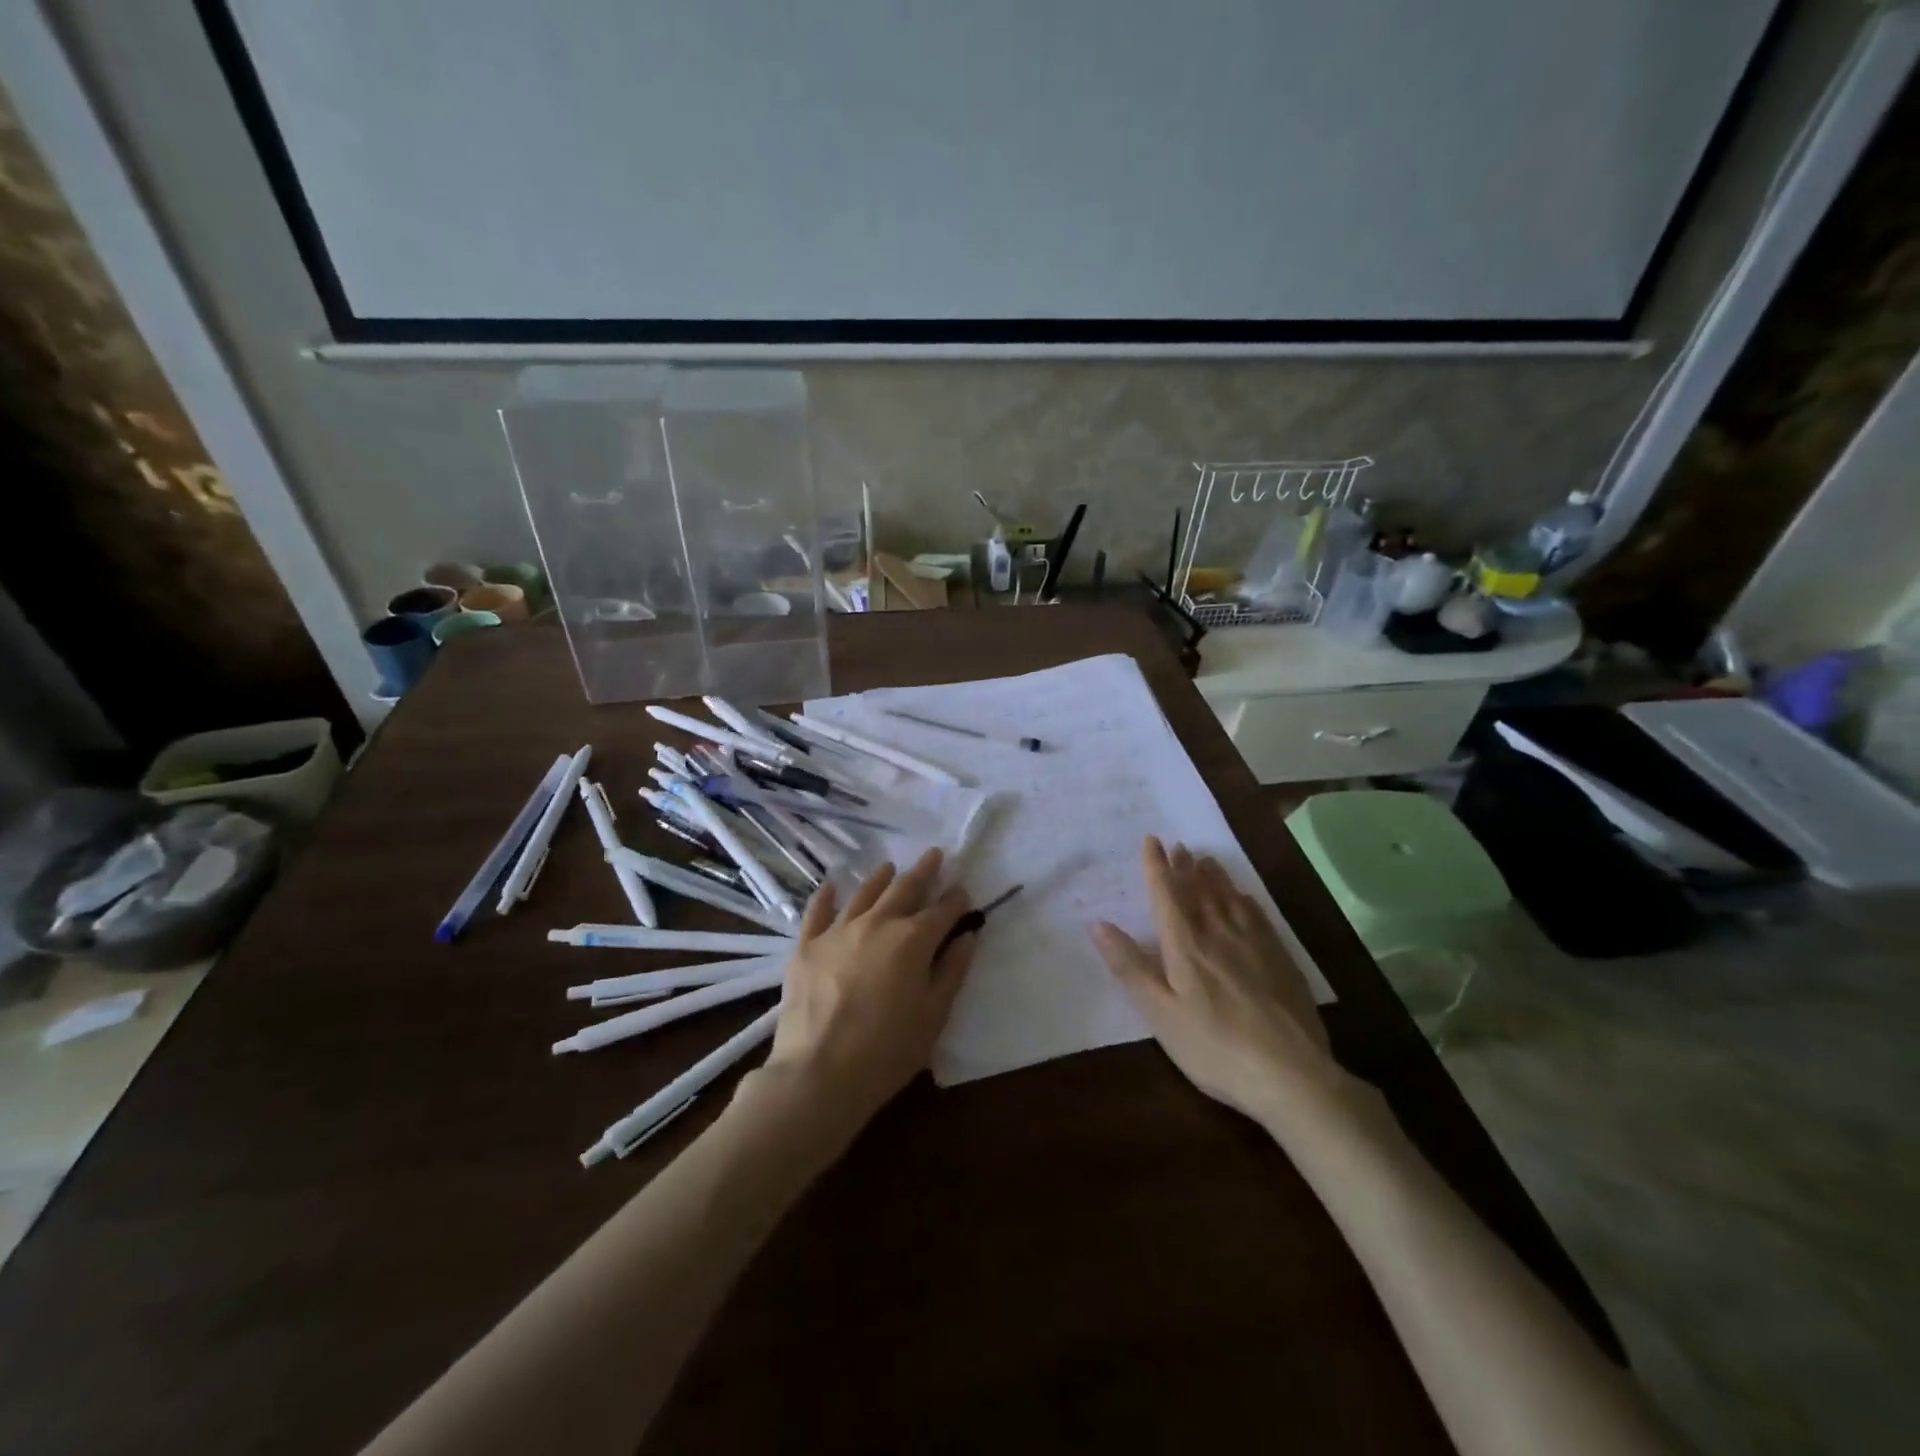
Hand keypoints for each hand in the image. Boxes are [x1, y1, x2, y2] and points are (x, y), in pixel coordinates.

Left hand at [756, 848, 975, 1135]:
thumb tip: (966, 936)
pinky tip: (832, 885)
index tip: (963, 890)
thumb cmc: (888, 1051)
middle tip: (934, 855)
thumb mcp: (934, 1015)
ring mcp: (838, 931)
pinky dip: (827, 895)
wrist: (819, 1073)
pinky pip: (817, 911)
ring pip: (864, 893)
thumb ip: (952, 970)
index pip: (942, 911)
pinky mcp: (806, 946)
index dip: (956, 899)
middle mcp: (877, 923)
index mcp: (913, 940)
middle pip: (905, 889)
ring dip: (880, 877)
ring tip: (890, 866)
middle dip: (923, 871)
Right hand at [1090, 836, 1348, 1127]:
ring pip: (1229, 899)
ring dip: (1214, 876)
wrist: (1290, 1074)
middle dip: (1185, 866)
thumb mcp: (1160, 1013)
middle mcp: (1218, 933)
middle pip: (1198, 890)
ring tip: (1206, 860)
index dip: (1157, 866)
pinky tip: (1244, 898)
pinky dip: (1244, 900)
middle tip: (1179, 845)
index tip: (1151, 840)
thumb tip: (1097, 924)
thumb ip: (1130, 967)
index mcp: (1185, 945)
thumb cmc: (1213, 1047)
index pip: (1167, 894)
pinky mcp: (1279, 960)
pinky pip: (1257, 916)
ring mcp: (1253, 944)